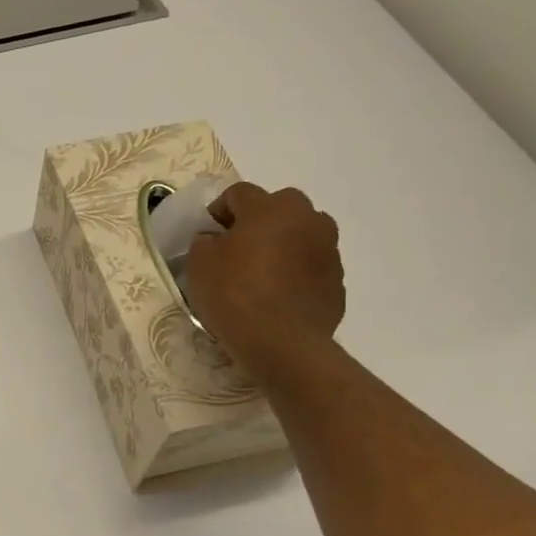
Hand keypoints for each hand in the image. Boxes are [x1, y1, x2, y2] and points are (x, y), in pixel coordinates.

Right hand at [185, 182, 344, 383]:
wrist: (281, 343)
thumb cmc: (234, 295)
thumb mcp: (199, 264)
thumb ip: (205, 242)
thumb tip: (215, 239)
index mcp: (270, 207)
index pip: (238, 193)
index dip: (218, 211)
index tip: (206, 235)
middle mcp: (307, 219)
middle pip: (278, 207)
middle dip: (257, 222)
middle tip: (236, 249)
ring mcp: (328, 250)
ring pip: (300, 235)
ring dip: (282, 245)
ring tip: (260, 274)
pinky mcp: (337, 280)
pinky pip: (310, 266)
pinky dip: (295, 273)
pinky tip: (277, 297)